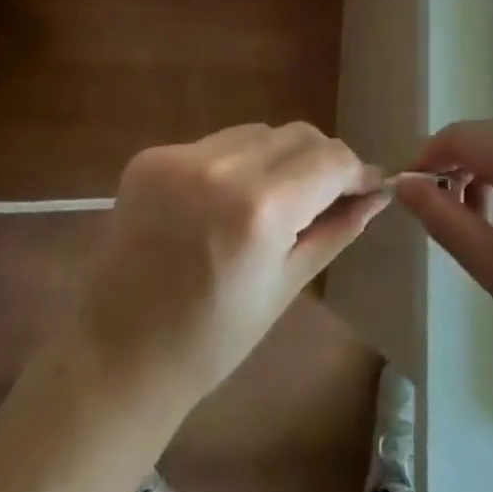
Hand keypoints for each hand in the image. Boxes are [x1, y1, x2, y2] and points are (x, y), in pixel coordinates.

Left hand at [75, 122, 385, 404]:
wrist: (115, 358)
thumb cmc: (211, 340)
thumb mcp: (285, 286)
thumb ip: (335, 230)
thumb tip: (377, 195)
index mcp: (260, 209)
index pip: (330, 159)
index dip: (355, 170)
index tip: (366, 186)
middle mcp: (221, 168)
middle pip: (296, 134)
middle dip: (320, 160)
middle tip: (323, 196)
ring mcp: (180, 157)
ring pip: (257, 133)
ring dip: (277, 158)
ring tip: (270, 201)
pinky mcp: (151, 156)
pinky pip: (215, 144)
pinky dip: (233, 164)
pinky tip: (223, 202)